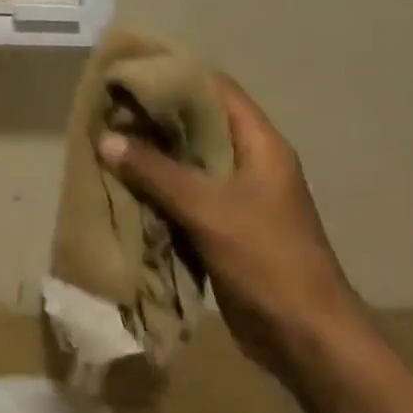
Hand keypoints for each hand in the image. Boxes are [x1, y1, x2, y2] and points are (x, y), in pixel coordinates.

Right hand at [96, 76, 360, 370]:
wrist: (306, 338)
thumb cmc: (266, 260)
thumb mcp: (208, 210)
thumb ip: (156, 172)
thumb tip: (106, 139)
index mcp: (260, 144)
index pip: (216, 89)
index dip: (176, 75)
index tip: (132, 73)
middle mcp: (250, 162)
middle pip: (198, 123)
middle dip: (154, 118)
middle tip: (109, 111)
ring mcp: (238, 195)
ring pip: (188, 161)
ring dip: (152, 155)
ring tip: (107, 143)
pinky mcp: (225, 225)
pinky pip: (185, 194)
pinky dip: (157, 188)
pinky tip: (124, 186)